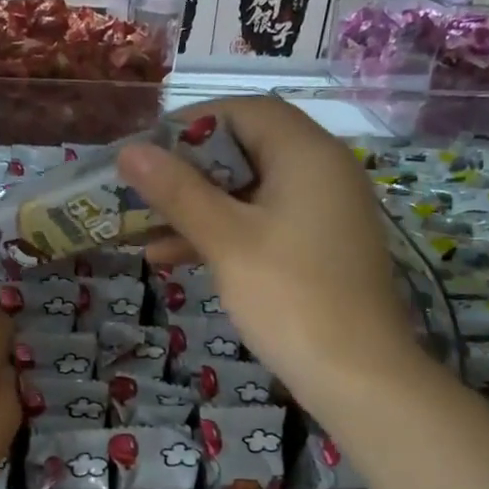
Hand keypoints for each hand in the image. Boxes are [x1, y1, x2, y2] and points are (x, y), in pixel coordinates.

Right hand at [118, 97, 420, 408]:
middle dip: (190, 170)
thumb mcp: (226, 240)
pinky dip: (224, 233)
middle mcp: (323, 171)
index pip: (246, 111)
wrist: (358, 376)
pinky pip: (264, 224)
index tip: (149, 150)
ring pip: (251, 192)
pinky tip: (174, 258)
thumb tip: (130, 151)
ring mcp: (324, 212)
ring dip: (199, 207)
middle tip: (144, 189)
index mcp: (307, 154)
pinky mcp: (319, 248)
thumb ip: (178, 191)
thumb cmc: (290, 296)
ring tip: (144, 229)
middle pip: (247, 150)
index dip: (193, 123)